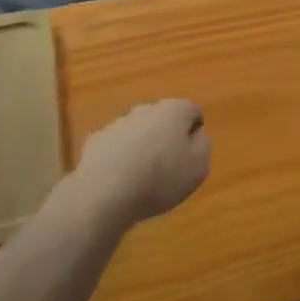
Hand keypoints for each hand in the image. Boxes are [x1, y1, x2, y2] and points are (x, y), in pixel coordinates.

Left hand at [72, 99, 210, 226]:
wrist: (105, 192)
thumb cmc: (160, 179)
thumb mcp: (198, 167)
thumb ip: (203, 146)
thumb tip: (197, 135)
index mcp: (174, 110)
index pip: (192, 111)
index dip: (195, 132)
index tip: (191, 156)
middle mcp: (146, 108)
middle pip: (163, 118)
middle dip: (167, 137)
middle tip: (169, 167)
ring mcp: (118, 122)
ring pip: (138, 131)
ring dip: (143, 146)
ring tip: (142, 178)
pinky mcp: (96, 140)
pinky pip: (115, 146)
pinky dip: (120, 158)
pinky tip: (119, 181)